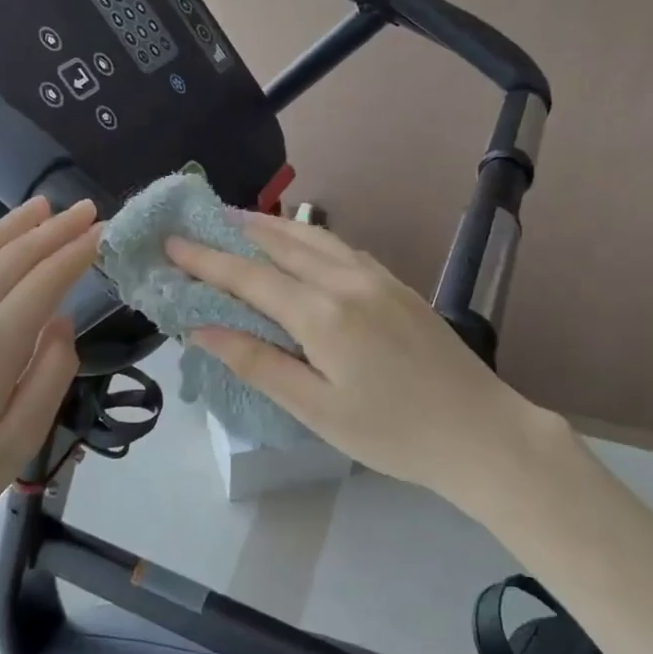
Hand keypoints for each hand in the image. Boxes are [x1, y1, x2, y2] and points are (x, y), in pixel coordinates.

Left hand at [0, 198, 99, 589]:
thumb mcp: (18, 444)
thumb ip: (49, 376)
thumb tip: (61, 323)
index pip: (44, 283)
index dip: (77, 253)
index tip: (104, 231)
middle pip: (11, 260)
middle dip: (53, 231)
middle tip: (86, 209)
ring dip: (7, 226)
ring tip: (41, 207)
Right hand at [166, 212, 570, 508]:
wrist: (482, 432)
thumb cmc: (394, 433)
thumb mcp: (317, 411)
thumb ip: (258, 364)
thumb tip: (202, 329)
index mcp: (322, 314)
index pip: (249, 276)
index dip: (205, 259)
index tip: (170, 242)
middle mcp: (346, 281)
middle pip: (279, 243)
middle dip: (233, 230)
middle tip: (198, 220)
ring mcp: (376, 277)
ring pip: (312, 238)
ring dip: (270, 226)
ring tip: (238, 219)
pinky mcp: (397, 284)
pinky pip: (340, 248)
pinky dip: (307, 238)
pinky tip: (300, 244)